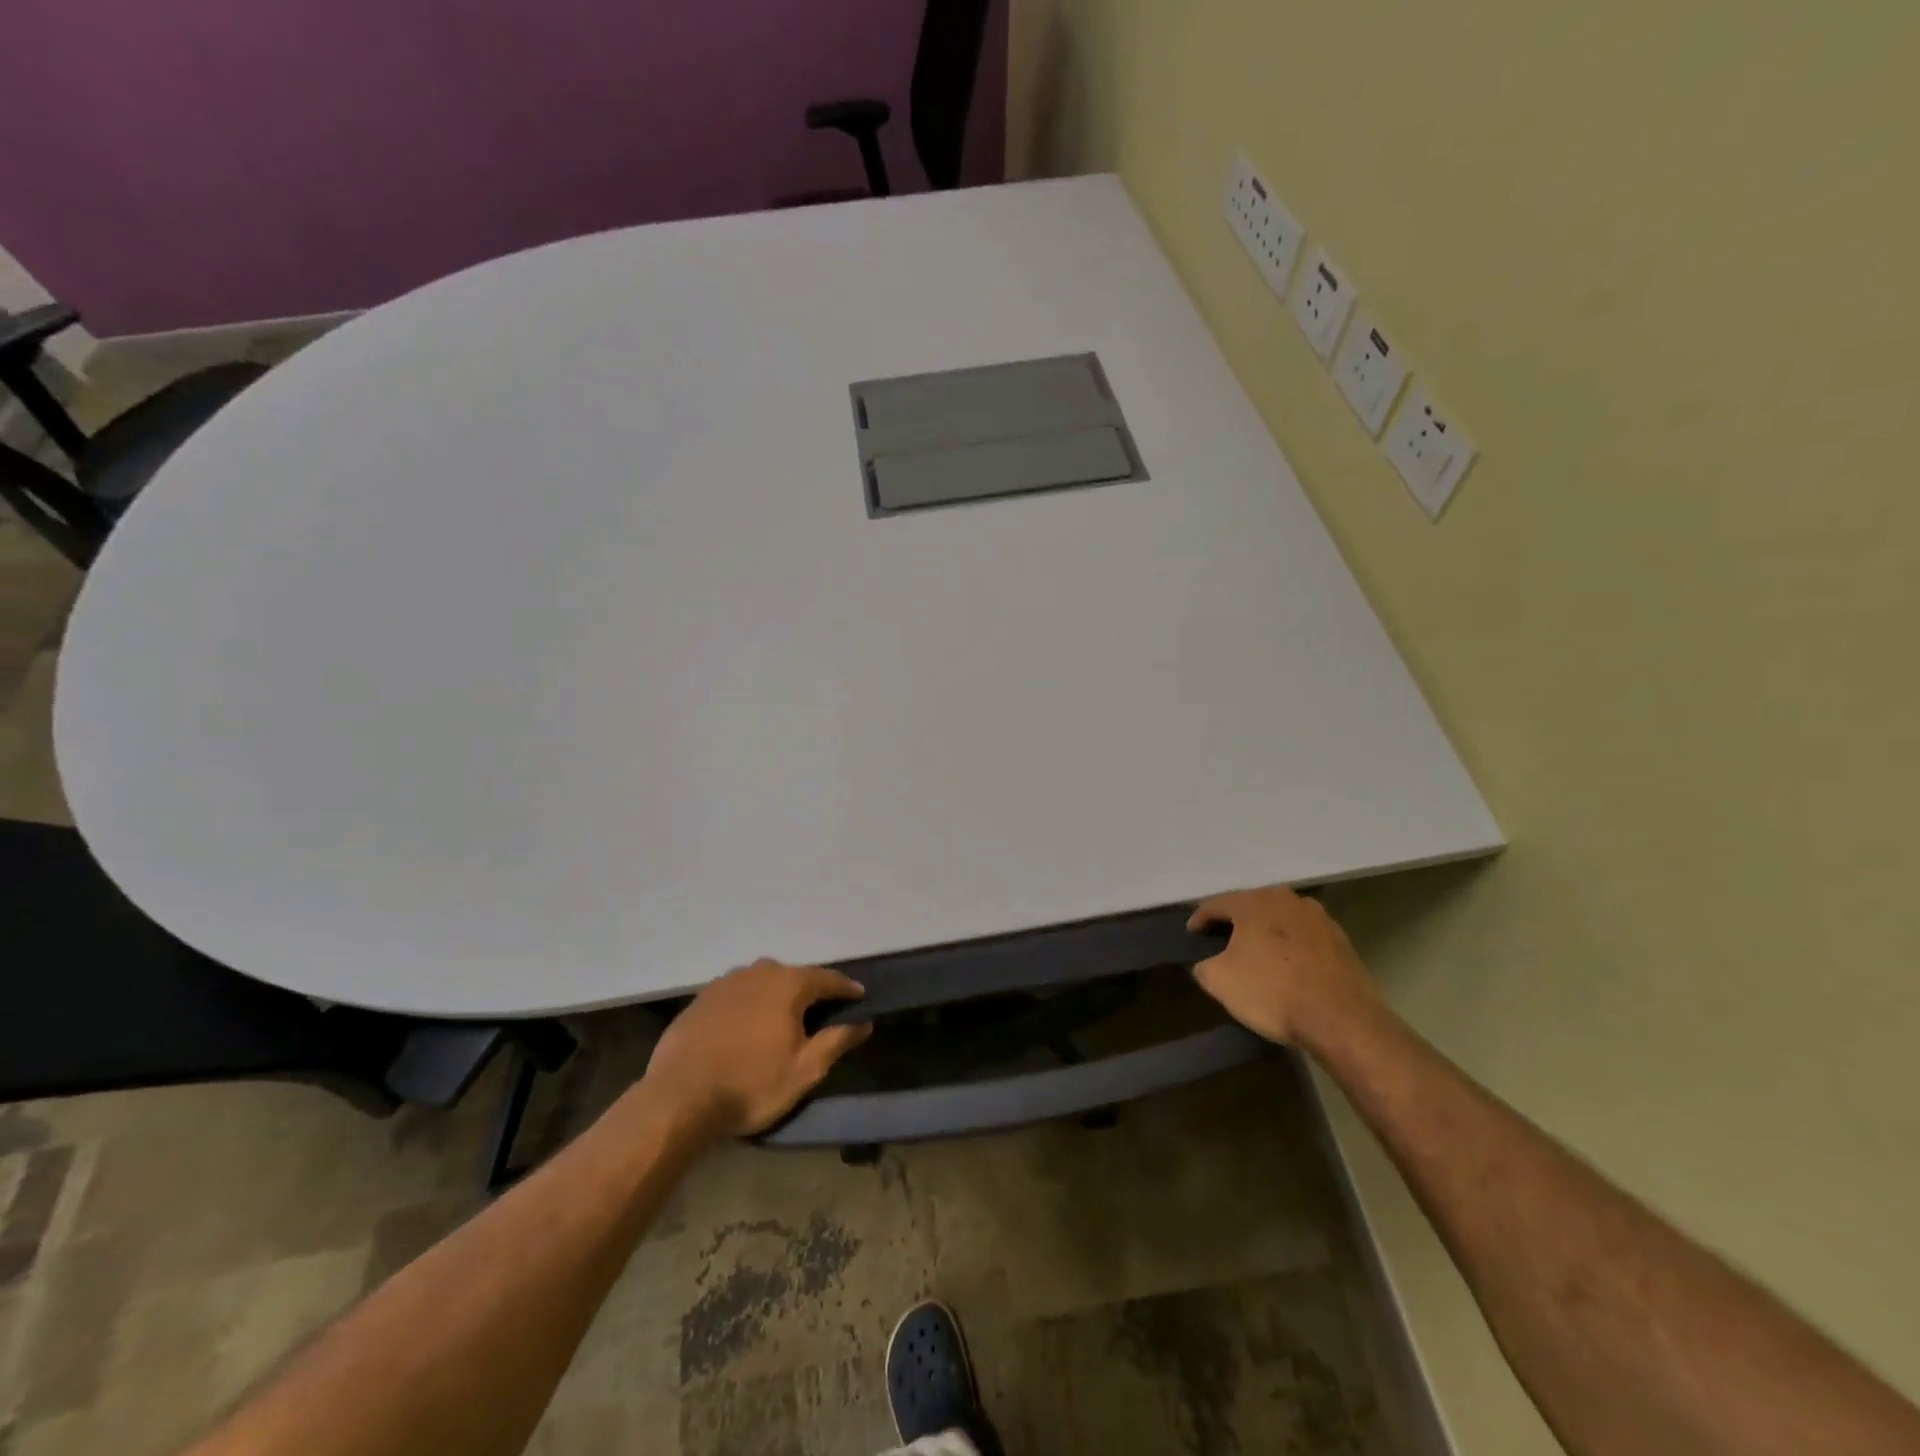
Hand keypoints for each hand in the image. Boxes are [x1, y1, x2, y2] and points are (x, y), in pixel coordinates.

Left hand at [641, 959, 872, 1138]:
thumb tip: (864, 1022)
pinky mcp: (700, 999)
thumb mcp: (805, 1070)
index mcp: (788, 984)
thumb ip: (838, 1041)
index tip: (860, 997)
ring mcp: (725, 983)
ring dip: (776, 996)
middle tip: (820, 1013)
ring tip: (781, 1019)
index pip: (827, 979)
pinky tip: (745, 1027)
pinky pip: (736, 995)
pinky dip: (748, 1005)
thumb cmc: (751, 1084)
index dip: (846, 989)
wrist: (678, 1099)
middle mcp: (758, 972)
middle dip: (809, 991)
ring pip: (762, 983)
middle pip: (793, 976)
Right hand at [1188, 885, 1376, 1046]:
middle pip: (1250, 906)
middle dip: (1235, 922)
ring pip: (1280, 918)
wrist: (1341, 1020)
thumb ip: (1204, 965)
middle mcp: (1285, 898)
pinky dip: (1292, 945)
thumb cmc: (1273, 992)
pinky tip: (1289, 966)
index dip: (1199, 920)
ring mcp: (1317, 916)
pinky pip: (1304, 935)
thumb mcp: (1220, 982)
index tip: (1192, 936)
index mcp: (1253, 902)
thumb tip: (1206, 963)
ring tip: (1258, 953)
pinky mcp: (1341, 938)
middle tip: (1222, 942)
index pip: (1216, 904)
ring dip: (1266, 931)